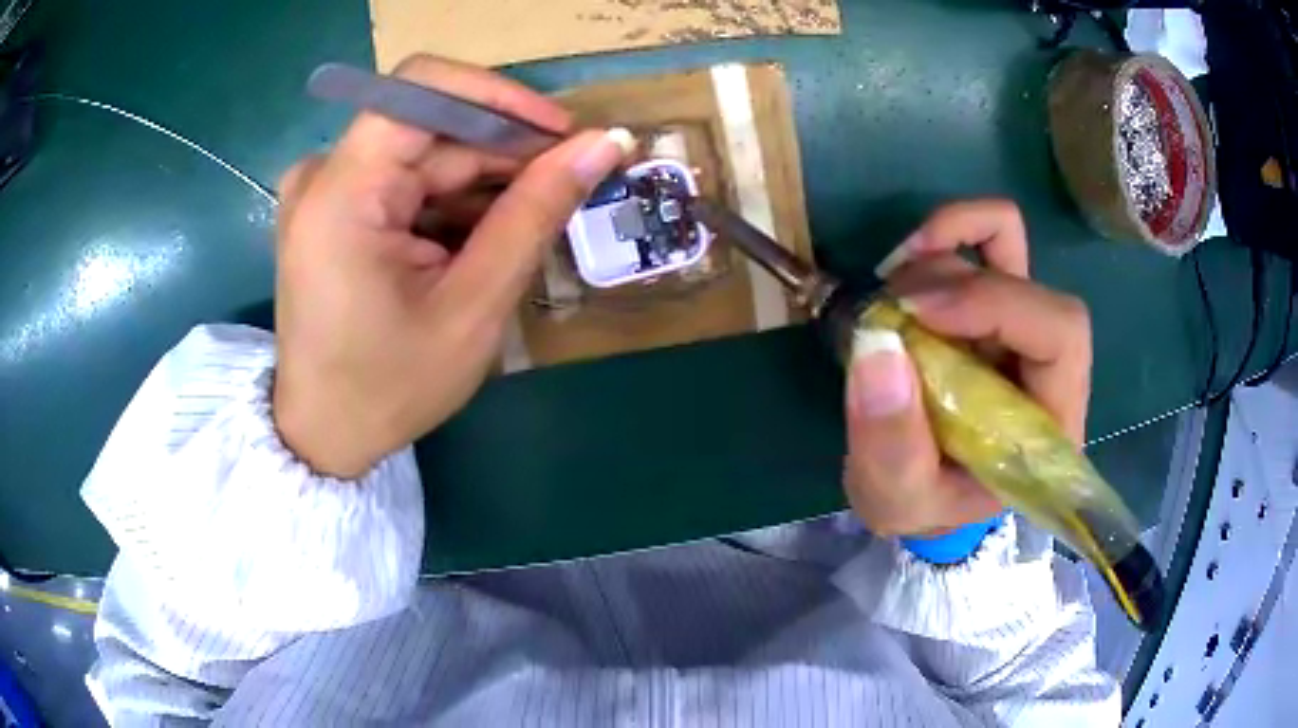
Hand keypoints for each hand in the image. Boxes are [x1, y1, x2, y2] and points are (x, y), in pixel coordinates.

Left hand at [272, 55, 634, 477]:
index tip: (563, 135)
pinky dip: (451, 201)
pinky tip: (482, 239)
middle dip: (503, 149)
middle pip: (430, 125)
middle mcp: (323, 174)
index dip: (501, 97)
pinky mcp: (333, 207)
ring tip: (529, 224)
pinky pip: (405, 180)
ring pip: (424, 153)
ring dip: (483, 180)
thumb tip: (605, 143)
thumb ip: (535, 214)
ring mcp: (324, 189)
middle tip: (567, 186)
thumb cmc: (389, 387)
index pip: (424, 89)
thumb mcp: (472, 306)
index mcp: (341, 193)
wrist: (324, 434)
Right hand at [843, 200, 1092, 536]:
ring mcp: (1019, 326)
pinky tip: (906, 263)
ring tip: (889, 299)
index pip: (1060, 335)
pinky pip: (987, 239)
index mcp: (1050, 422)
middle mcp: (1047, 366)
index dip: (997, 305)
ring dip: (941, 256)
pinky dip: (947, 233)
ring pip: (1007, 245)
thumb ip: (891, 443)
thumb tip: (878, 345)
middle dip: (958, 284)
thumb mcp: (896, 498)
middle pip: (1032, 286)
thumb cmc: (922, 504)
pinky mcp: (990, 304)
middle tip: (891, 310)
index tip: (916, 313)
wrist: (918, 488)